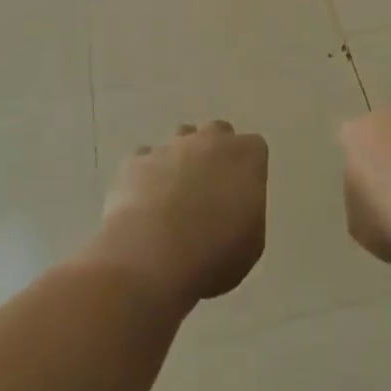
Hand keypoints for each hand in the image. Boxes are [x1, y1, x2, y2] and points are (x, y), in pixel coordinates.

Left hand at [92, 121, 267, 312]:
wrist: (151, 257)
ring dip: (182, 159)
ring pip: (180, 139)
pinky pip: (146, 159)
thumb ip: (247, 213)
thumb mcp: (251, 244)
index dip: (248, 169)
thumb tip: (233, 209)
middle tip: (210, 190)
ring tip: (175, 196)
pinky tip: (145, 203)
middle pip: (217, 133)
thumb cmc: (214, 254)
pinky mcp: (136, 161)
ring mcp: (169, 147)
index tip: (242, 195)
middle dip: (216, 154)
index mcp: (245, 157)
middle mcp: (209, 141)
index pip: (254, 148)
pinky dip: (148, 175)